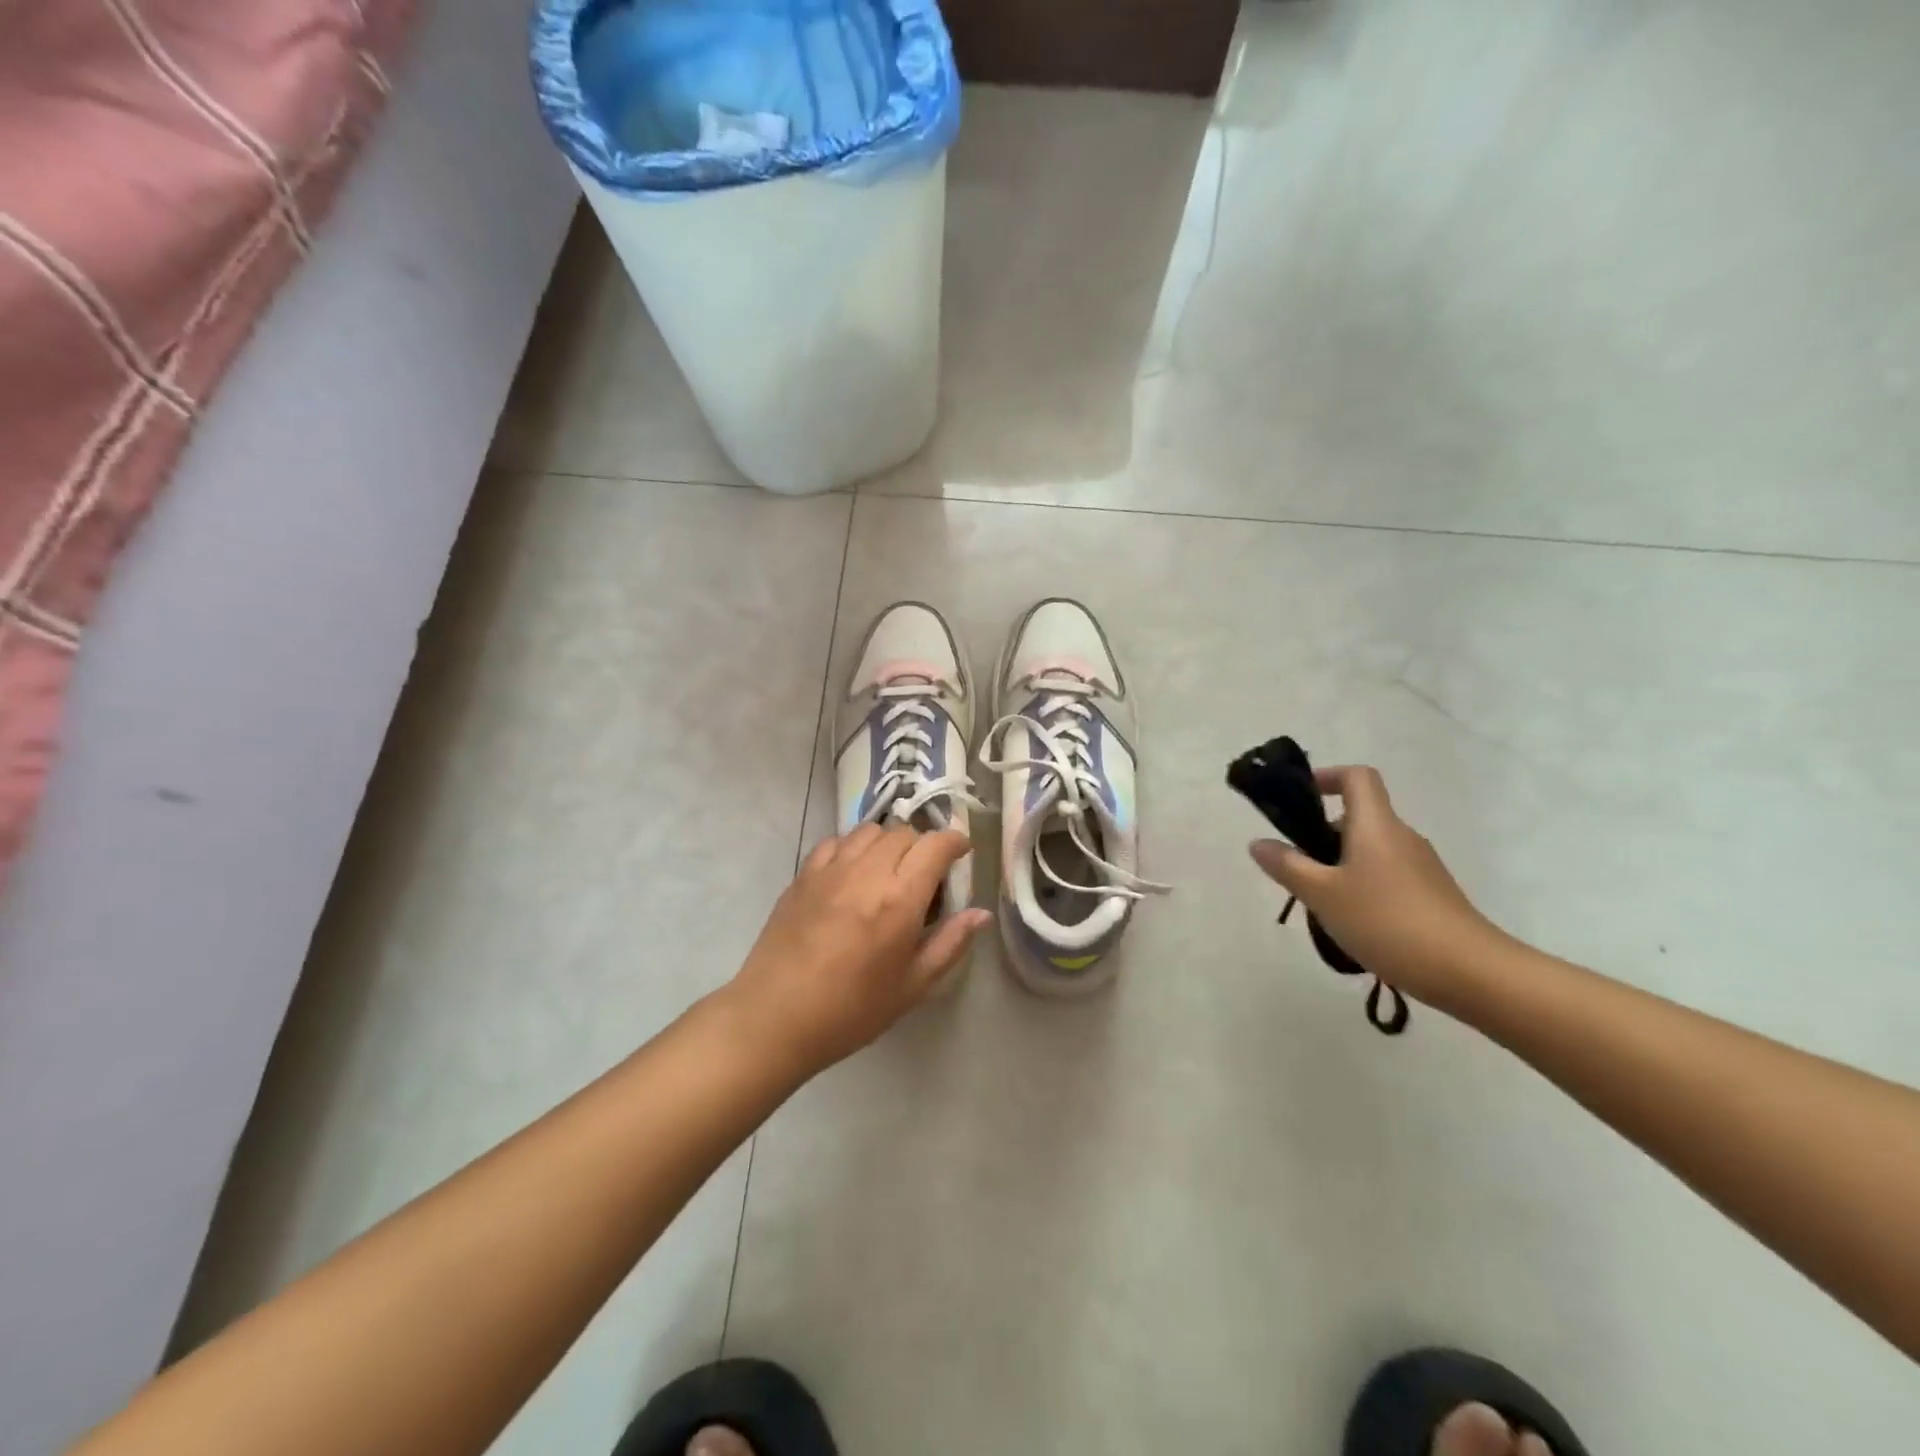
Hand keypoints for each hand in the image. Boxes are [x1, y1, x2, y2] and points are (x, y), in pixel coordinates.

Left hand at [723, 824, 990, 1077]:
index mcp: (899, 899)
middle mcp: (866, 872)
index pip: (935, 846)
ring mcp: (830, 870)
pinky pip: (836, 842)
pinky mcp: (803, 875)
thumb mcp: (912, 986)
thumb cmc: (851, 1010)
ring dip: (889, 842)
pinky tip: (853, 874)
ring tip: (889, 872)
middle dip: (923, 846)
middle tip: (925, 876)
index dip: (955, 843)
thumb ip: (950, 943)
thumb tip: (981, 914)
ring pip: (870, 831)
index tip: (961, 854)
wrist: (775, 1018)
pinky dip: (853, 847)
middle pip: (904, 833)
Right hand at [1248, 765, 1506, 1004]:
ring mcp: (1421, 866)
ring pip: (1371, 849)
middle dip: (1322, 834)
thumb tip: (1258, 842)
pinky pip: (1387, 874)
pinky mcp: (1431, 894)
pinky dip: (1362, 885)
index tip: (1301, 799)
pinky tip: (1352, 922)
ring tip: (1319, 902)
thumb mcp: (1322, 894)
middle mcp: (1401, 836)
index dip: (1327, 777)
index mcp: (1375, 825)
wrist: (1469, 971)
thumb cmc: (1387, 921)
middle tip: (1296, 867)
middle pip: (1359, 816)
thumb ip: (1287, 866)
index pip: (1357, 777)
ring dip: (1340, 864)